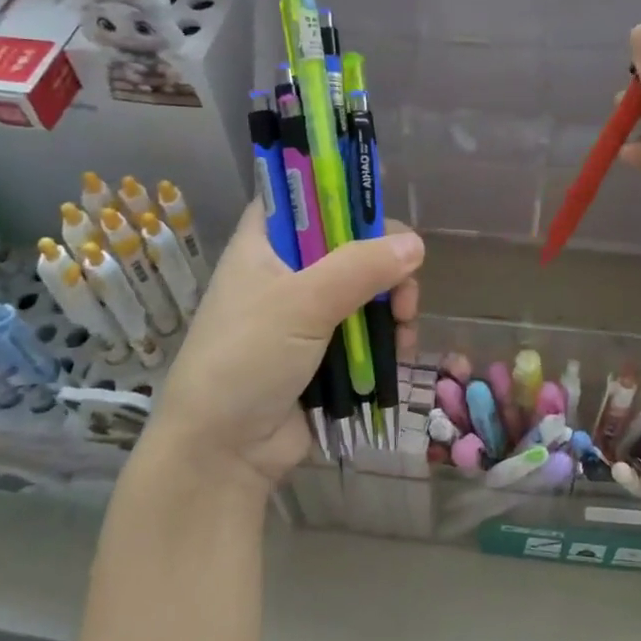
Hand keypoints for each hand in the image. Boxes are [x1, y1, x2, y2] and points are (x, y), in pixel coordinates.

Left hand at [132, 205, 423, 497]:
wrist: (223, 452)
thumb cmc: (246, 360)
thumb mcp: (302, 304)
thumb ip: (360, 268)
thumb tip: (416, 246)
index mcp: (265, 243)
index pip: (302, 193)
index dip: (340, 188)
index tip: (379, 202)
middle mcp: (287, 269)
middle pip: (350, 241)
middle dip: (385, 260)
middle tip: (403, 286)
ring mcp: (308, 312)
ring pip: (367, 286)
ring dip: (394, 302)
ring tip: (404, 326)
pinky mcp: (327, 349)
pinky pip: (368, 327)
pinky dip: (389, 334)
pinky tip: (401, 349)